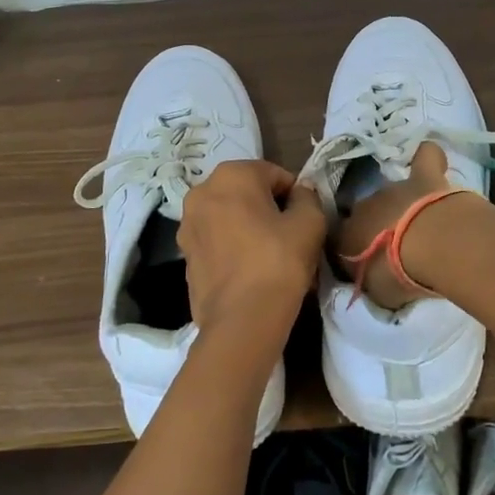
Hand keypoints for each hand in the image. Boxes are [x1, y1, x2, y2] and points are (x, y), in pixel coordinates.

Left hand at [178, 160, 327, 337]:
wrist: (242, 320)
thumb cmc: (279, 261)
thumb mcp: (310, 222)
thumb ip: (307, 197)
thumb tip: (299, 193)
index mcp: (231, 175)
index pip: (274, 174)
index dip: (294, 195)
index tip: (304, 219)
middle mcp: (201, 192)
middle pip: (247, 193)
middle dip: (268, 208)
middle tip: (289, 236)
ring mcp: (187, 225)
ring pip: (229, 217)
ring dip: (248, 227)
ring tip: (270, 255)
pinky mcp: (184, 255)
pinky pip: (216, 241)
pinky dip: (232, 247)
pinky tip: (250, 270)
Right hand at [333, 141, 457, 309]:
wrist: (430, 244)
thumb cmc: (398, 276)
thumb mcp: (377, 293)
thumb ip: (371, 282)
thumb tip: (374, 278)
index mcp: (346, 236)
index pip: (340, 240)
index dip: (352, 251)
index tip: (366, 264)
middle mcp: (364, 208)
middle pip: (366, 214)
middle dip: (378, 226)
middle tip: (398, 248)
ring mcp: (394, 189)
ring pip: (392, 193)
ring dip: (402, 205)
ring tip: (421, 224)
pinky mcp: (424, 177)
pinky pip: (424, 159)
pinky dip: (426, 159)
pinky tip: (431, 162)